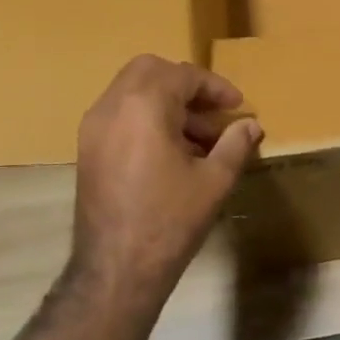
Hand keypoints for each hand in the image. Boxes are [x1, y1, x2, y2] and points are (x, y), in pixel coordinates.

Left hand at [72, 55, 261, 303]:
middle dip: (185, 84)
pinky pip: (120, 114)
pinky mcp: (88, 150)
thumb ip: (235, 144)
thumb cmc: (170, 221)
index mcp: (143, 106)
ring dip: (166, 101)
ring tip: (199, 137)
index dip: (215, 87)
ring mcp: (93, 128)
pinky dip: (146, 117)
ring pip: (131, 91)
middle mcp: (111, 107)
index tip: (237, 107)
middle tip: (212, 110)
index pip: (183, 76)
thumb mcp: (214, 180)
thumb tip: (252, 125)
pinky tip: (172, 151)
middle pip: (149, 70)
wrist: (116, 269)